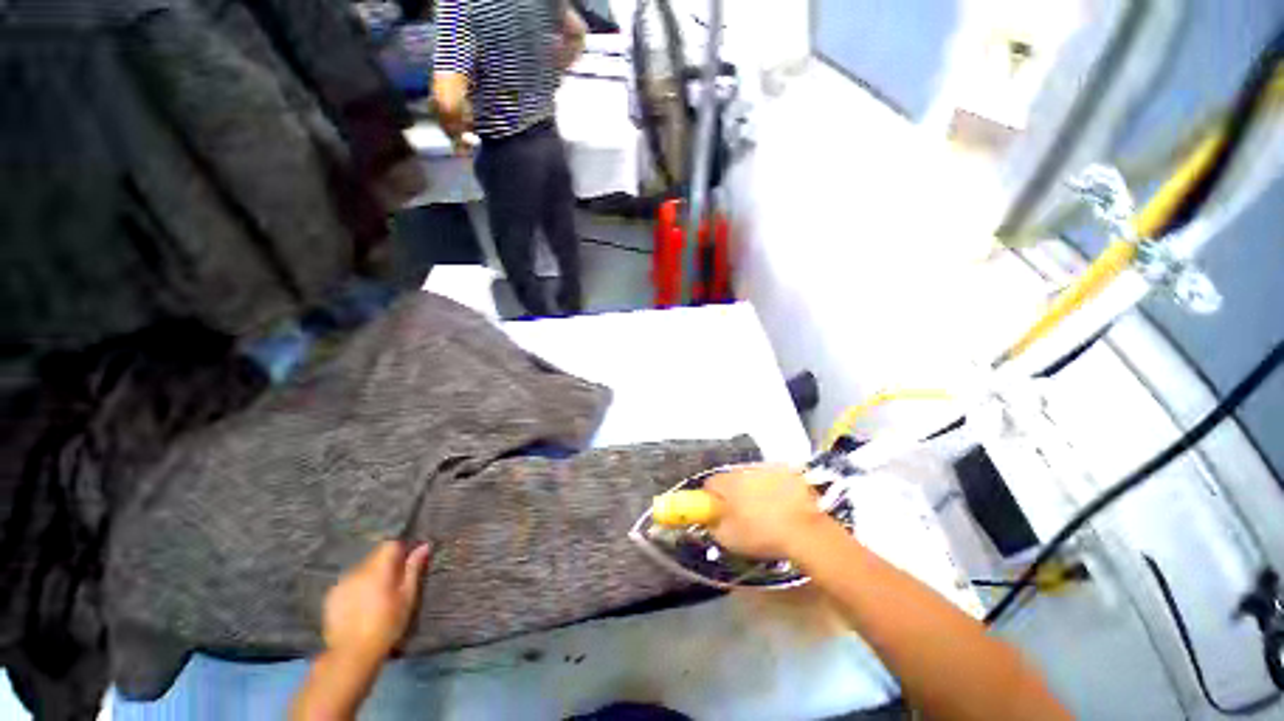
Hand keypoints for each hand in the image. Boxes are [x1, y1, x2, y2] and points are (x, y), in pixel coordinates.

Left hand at [323, 541, 432, 664]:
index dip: (400, 549)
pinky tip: (360, 605)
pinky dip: (356, 587)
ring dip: (370, 576)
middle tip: (393, 583)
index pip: (390, 544)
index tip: (406, 562)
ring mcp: (341, 583)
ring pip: (361, 569)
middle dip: (385, 564)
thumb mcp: (407, 597)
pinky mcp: (331, 595)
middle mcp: (357, 570)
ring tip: (375, 597)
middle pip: (375, 556)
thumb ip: (413, 569)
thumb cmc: (386, 625)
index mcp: (378, 569)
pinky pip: (349, 582)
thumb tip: (423, 546)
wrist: (352, 654)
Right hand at [703, 464, 826, 559]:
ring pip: (752, 476)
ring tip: (765, 511)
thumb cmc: (763, 535)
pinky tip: (783, 505)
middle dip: (733, 492)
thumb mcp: (728, 539)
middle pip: (731, 478)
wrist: (806, 531)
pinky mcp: (788, 470)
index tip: (717, 512)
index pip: (709, 484)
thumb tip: (710, 519)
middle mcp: (744, 468)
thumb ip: (713, 525)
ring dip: (754, 488)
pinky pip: (774, 477)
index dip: (711, 499)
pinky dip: (775, 487)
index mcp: (727, 482)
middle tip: (741, 514)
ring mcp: (767, 467)